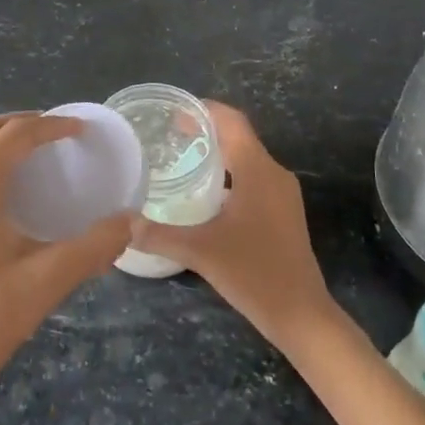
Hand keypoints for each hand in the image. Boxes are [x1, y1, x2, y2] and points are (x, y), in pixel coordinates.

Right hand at [127, 101, 335, 348]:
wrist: (301, 314)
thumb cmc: (254, 273)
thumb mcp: (199, 251)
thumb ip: (157, 234)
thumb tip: (122, 223)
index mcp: (257, 169)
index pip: (231, 120)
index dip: (203, 109)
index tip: (172, 112)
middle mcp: (273, 173)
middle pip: (238, 136)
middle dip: (205, 130)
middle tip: (168, 135)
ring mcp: (282, 193)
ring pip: (246, 158)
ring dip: (217, 153)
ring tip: (181, 159)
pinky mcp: (283, 212)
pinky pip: (253, 177)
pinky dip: (228, 174)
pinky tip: (205, 193)